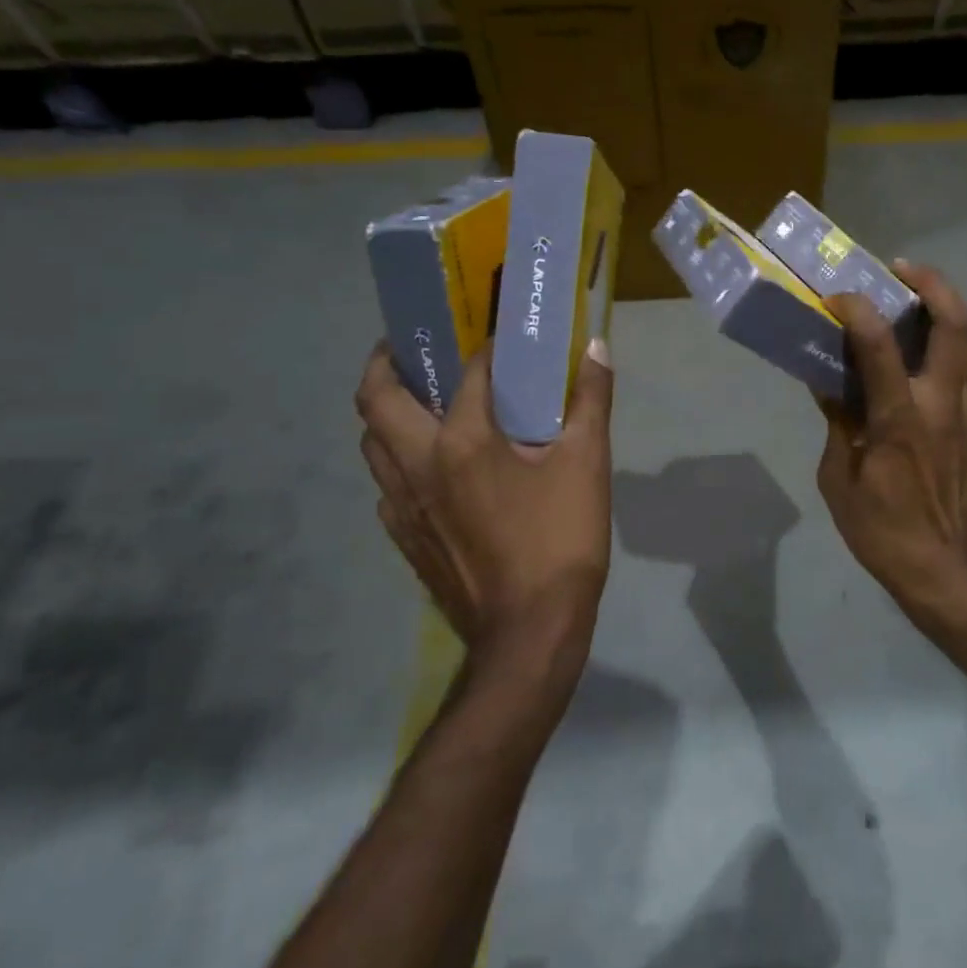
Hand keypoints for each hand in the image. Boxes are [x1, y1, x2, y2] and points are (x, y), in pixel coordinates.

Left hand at [356, 338, 614, 675]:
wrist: (530, 631)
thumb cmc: (560, 540)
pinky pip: (385, 482)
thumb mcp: (587, 464)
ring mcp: (402, 504)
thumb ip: (590, 401)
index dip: (484, 347)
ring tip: (423, 400)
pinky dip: (399, 458)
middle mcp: (417, 464)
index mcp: (462, 441)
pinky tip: (434, 466)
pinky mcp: (404, 536)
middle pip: (375, 398)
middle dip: (387, 362)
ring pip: (371, 442)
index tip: (499, 335)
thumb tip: (596, 347)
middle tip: (417, 348)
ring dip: (388, 411)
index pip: (466, 372)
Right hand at [816, 264, 966, 614]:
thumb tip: (828, 383)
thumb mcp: (839, 481)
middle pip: (953, 324)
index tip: (837, 299)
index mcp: (900, 420)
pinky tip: (941, 348)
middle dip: (931, 284)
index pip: (880, 346)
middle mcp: (943, 404)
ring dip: (950, 308)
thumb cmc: (884, 533)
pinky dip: (962, 344)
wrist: (950, 572)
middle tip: (901, 271)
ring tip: (921, 300)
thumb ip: (838, 424)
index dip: (857, 311)